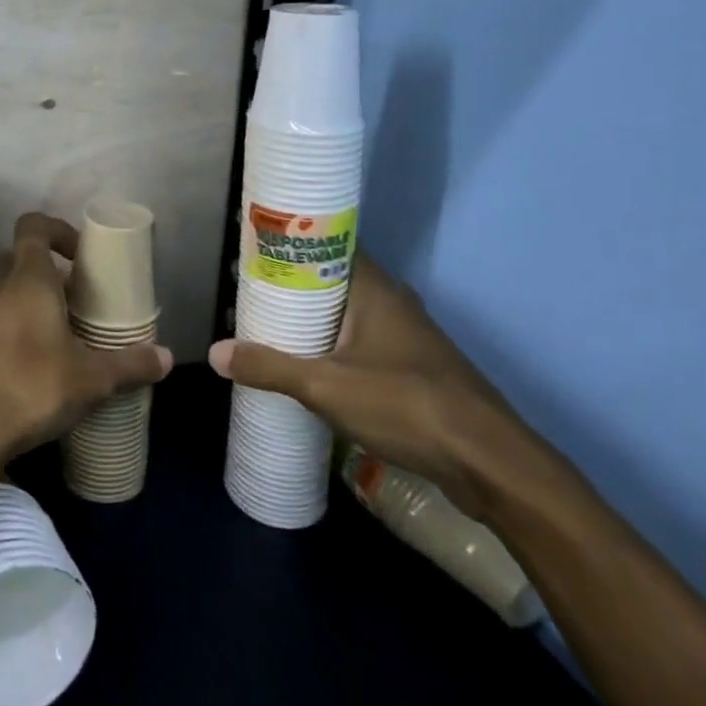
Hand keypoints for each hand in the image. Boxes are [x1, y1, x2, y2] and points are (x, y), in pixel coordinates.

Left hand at [0, 212, 171, 465]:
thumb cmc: (32, 386)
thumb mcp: (92, 379)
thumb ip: (130, 365)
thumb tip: (166, 358)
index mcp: (28, 279)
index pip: (33, 226)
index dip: (57, 230)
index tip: (80, 255)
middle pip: (17, 259)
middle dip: (46, 272)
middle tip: (74, 300)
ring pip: (1, 291)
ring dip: (26, 302)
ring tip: (56, 334)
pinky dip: (8, 330)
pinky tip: (29, 364)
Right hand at [210, 252, 534, 516]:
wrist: (490, 463)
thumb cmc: (406, 405)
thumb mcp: (326, 387)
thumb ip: (270, 367)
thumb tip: (215, 353)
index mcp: (375, 289)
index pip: (329, 244)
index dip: (292, 242)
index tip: (254, 247)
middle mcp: (392, 303)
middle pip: (333, 279)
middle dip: (292, 284)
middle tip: (248, 289)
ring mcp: (406, 337)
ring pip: (348, 313)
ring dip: (313, 317)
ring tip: (267, 323)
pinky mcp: (413, 369)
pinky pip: (361, 341)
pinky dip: (332, 344)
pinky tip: (308, 363)